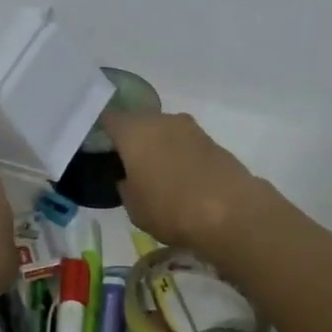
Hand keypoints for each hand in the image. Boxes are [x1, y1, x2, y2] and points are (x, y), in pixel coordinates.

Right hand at [102, 111, 267, 258]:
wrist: (232, 213)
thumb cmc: (171, 209)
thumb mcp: (134, 207)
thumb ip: (125, 186)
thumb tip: (128, 178)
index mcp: (134, 131)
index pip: (109, 118)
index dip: (102, 130)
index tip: (98, 145)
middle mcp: (162, 120)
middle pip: (140, 122)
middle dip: (133, 139)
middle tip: (127, 163)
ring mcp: (191, 129)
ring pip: (165, 132)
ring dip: (160, 148)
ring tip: (157, 175)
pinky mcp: (214, 142)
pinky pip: (187, 145)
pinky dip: (181, 157)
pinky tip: (182, 180)